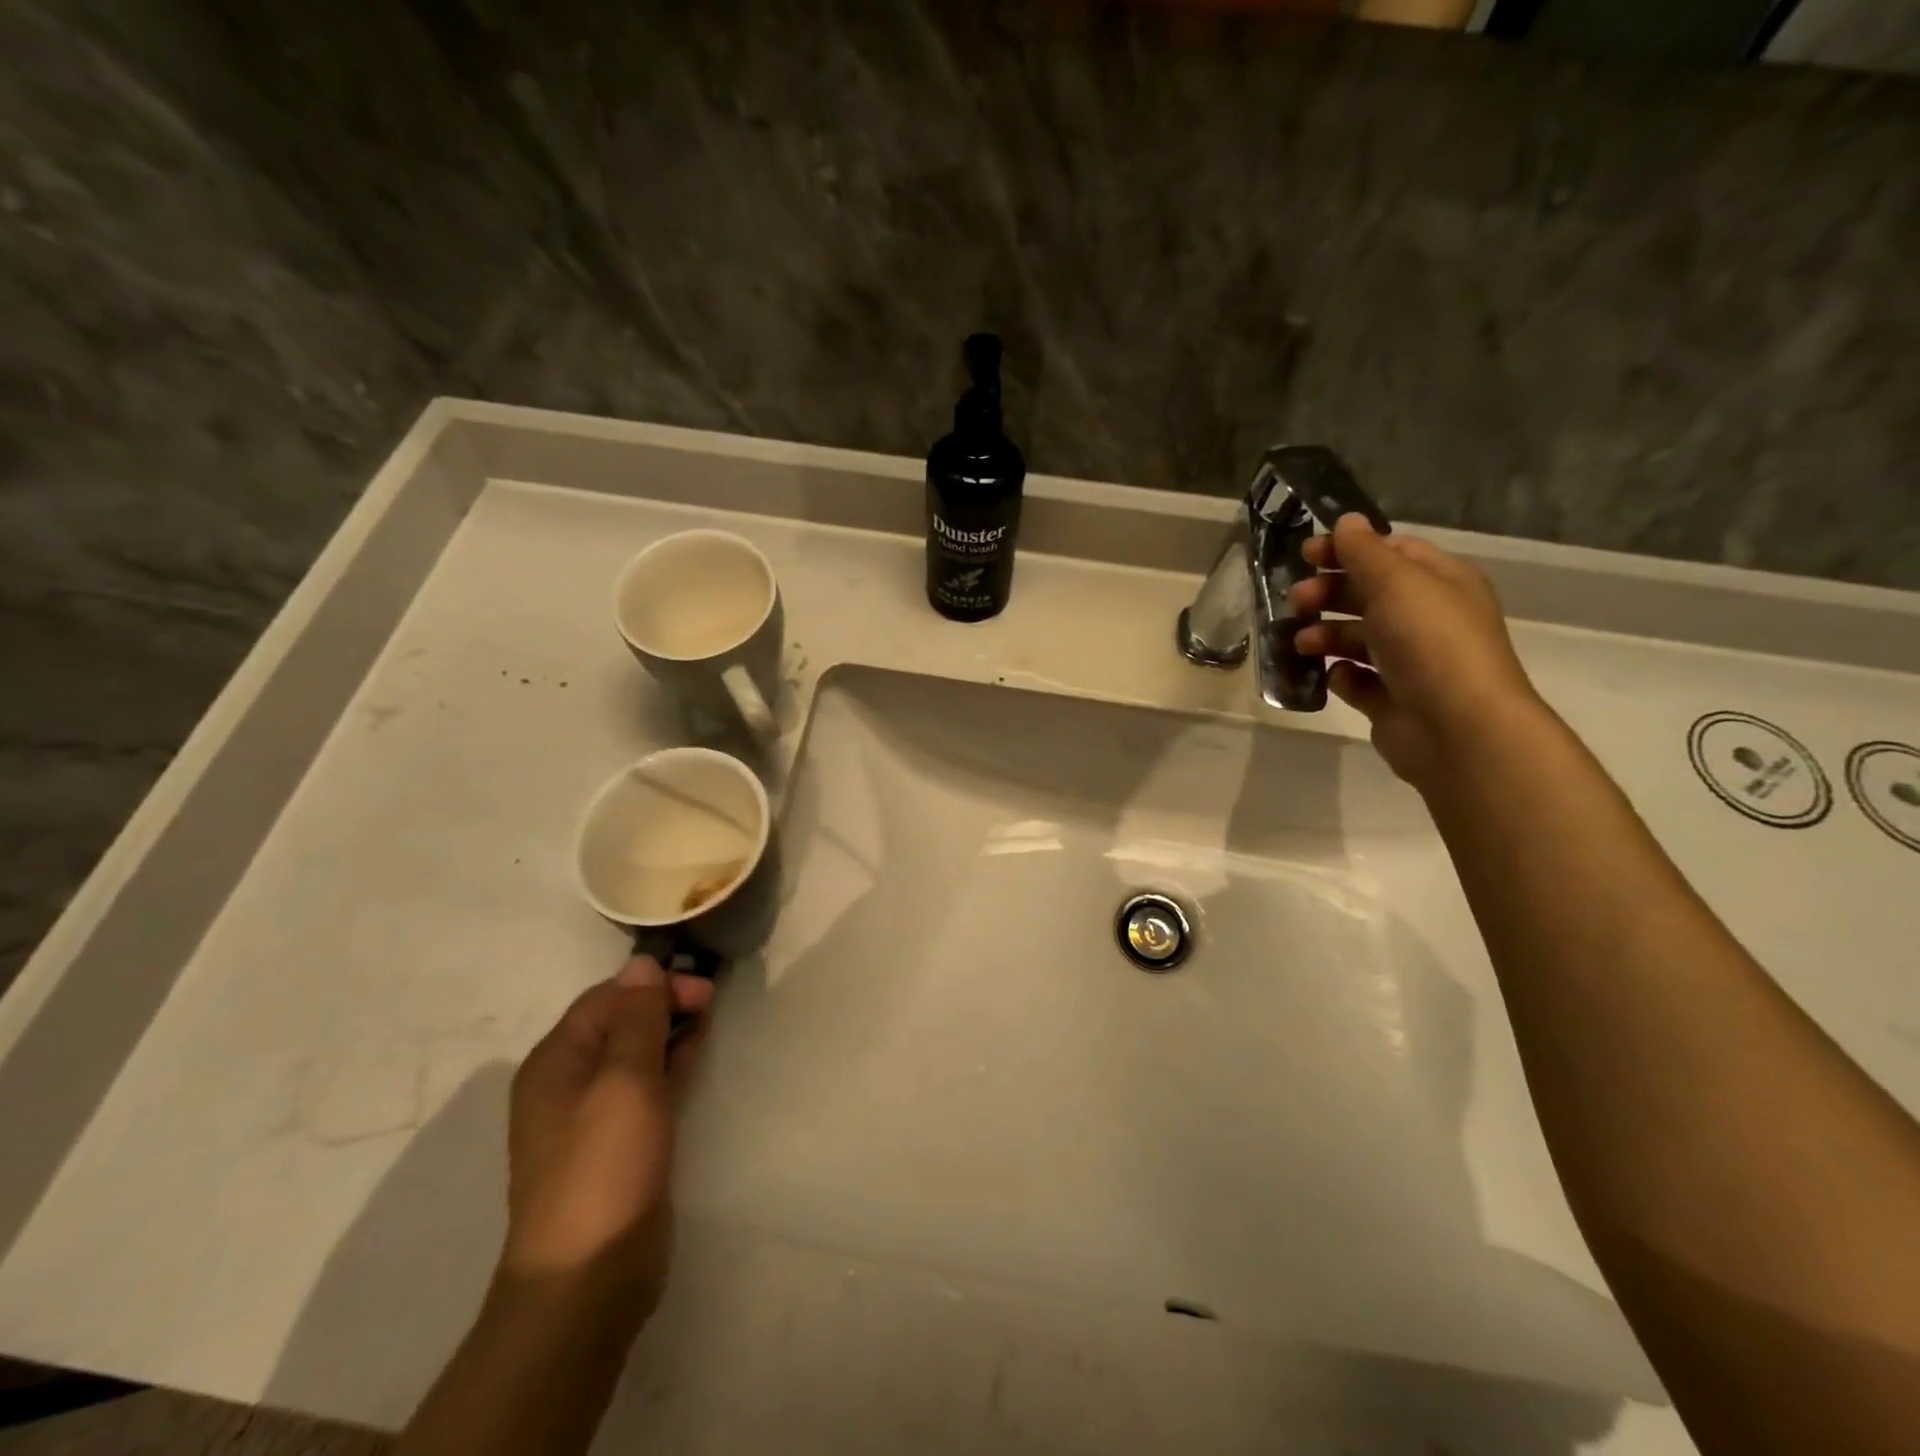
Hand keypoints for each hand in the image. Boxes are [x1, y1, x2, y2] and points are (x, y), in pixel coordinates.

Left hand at [499, 957, 712, 1321]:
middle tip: (711, 1002)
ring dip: (668, 1031)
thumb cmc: (604, 1166)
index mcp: (555, 1062)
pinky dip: (669, 1063)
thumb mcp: (624, 1081)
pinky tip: (695, 1054)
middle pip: (619, 1023)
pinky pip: (644, 1086)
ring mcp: (591, 1117)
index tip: (701, 988)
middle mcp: (567, 1083)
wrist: (589, 1277)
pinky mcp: (618, 1144)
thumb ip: (636, 1019)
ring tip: (709, 1019)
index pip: (606, 998)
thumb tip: (641, 963)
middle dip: (663, 1003)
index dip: (653, 985)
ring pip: (634, 1053)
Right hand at [1292, 514, 1545, 789]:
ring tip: (1301, 643)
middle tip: (1296, 601)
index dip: (1347, 549)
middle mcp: (1427, 619)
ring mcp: (1410, 662)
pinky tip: (1332, 676)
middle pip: (1368, 595)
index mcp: (1440, 583)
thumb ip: (1364, 552)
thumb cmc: (1429, 643)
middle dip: (1329, 594)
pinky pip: (1357, 680)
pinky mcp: (1392, 699)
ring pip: (1357, 639)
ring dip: (1325, 635)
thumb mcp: (1396, 583)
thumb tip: (1346, 522)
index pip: (1390, 552)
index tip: (1305, 555)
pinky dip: (1341, 676)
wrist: (1457, 728)